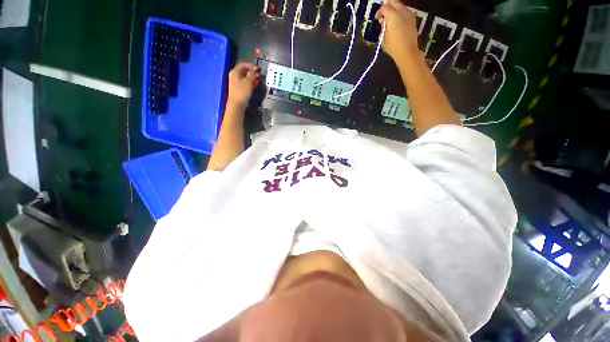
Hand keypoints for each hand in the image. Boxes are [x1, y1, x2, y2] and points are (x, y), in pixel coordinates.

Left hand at [227, 62, 259, 109]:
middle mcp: (234, 76)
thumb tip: (254, 71)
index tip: (258, 69)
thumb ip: (252, 75)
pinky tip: (255, 85)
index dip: (251, 65)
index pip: (243, 65)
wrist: (237, 104)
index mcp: (235, 72)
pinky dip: (250, 83)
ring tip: (259, 80)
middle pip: (244, 71)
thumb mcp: (248, 82)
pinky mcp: (238, 89)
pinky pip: (245, 83)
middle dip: (252, 72)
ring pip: (245, 77)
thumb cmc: (242, 92)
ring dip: (252, 78)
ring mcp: (236, 83)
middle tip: (259, 74)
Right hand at [375, 0, 419, 61]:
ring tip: (389, 18)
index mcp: (393, 16)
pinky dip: (400, 13)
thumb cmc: (393, 46)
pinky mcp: (413, 19)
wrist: (407, 51)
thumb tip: (383, 20)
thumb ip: (383, 26)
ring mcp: (409, 14)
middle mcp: (401, 12)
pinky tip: (396, 21)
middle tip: (383, 13)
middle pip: (394, 2)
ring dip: (394, 9)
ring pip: (400, 5)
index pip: (384, 8)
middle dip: (388, 6)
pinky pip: (405, 11)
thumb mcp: (383, 38)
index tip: (377, 18)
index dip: (379, 12)